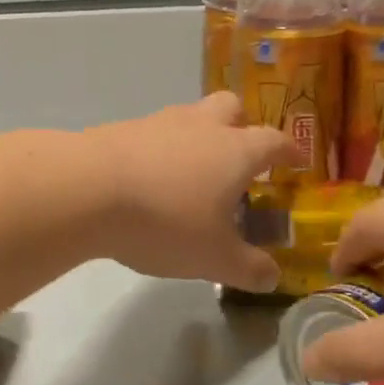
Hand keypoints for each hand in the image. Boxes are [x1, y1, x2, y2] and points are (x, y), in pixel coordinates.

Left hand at [85, 92, 301, 290]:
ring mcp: (159, 122)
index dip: (289, 150)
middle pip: (231, 108)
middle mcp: (201, 126)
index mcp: (236, 151)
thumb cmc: (165, 221)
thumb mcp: (214, 258)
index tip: (295, 160)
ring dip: (197, 138)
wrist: (88, 190)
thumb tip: (271, 277)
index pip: (274, 141)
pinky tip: (148, 181)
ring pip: (189, 117)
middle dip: (241, 126)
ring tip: (190, 174)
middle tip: (238, 157)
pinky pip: (152, 133)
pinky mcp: (122, 129)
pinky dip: (159, 151)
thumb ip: (248, 268)